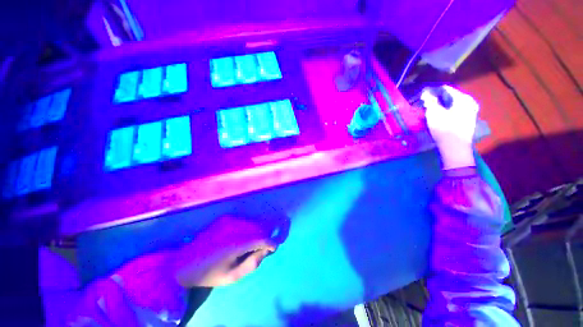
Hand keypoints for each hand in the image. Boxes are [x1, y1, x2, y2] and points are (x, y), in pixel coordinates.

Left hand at [172, 215, 276, 286]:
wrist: (184, 263)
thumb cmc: (209, 273)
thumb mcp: (232, 276)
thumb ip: (252, 263)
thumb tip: (266, 250)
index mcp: (236, 243)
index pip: (262, 238)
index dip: (270, 243)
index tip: (273, 248)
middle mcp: (234, 227)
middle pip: (258, 229)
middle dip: (262, 238)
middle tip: (259, 248)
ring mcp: (229, 220)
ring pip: (251, 224)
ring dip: (254, 232)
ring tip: (248, 243)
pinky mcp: (224, 218)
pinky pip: (242, 221)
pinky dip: (246, 228)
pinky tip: (238, 237)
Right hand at [421, 85, 478, 169]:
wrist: (455, 148)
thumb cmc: (444, 128)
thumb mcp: (434, 113)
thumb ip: (429, 101)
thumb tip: (425, 93)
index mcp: (463, 98)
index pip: (446, 89)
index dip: (433, 91)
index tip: (422, 96)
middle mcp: (469, 102)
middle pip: (450, 97)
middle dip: (437, 99)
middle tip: (425, 104)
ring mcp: (470, 112)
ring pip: (452, 104)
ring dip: (441, 106)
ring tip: (430, 110)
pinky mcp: (468, 120)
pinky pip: (455, 111)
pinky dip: (446, 111)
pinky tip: (439, 117)